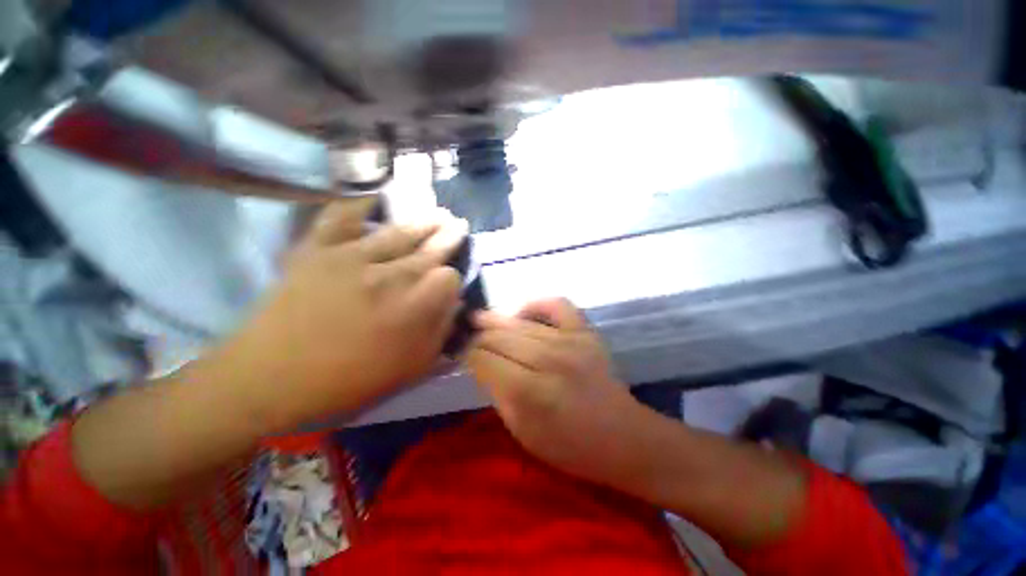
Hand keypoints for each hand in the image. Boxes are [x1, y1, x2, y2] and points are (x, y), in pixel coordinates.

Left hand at [209, 199, 465, 431]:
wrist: (270, 380)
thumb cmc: (347, 382)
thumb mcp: (410, 370)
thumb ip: (440, 333)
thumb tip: (455, 304)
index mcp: (413, 309)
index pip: (449, 278)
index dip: (452, 279)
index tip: (448, 285)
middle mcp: (390, 277)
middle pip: (430, 249)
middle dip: (449, 237)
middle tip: (458, 224)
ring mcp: (352, 258)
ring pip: (399, 232)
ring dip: (423, 221)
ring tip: (438, 213)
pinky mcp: (318, 250)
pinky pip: (341, 217)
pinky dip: (357, 204)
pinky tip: (374, 198)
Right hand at [466, 299, 652, 488]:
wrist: (621, 436)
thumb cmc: (569, 445)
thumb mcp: (522, 432)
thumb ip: (498, 394)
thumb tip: (482, 364)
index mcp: (529, 392)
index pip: (485, 359)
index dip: (468, 355)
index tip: (461, 353)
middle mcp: (549, 359)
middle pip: (500, 337)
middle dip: (479, 336)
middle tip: (467, 334)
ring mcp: (570, 340)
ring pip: (521, 323)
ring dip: (496, 320)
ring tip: (480, 318)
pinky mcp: (586, 332)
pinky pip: (557, 304)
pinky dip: (538, 304)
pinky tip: (524, 313)